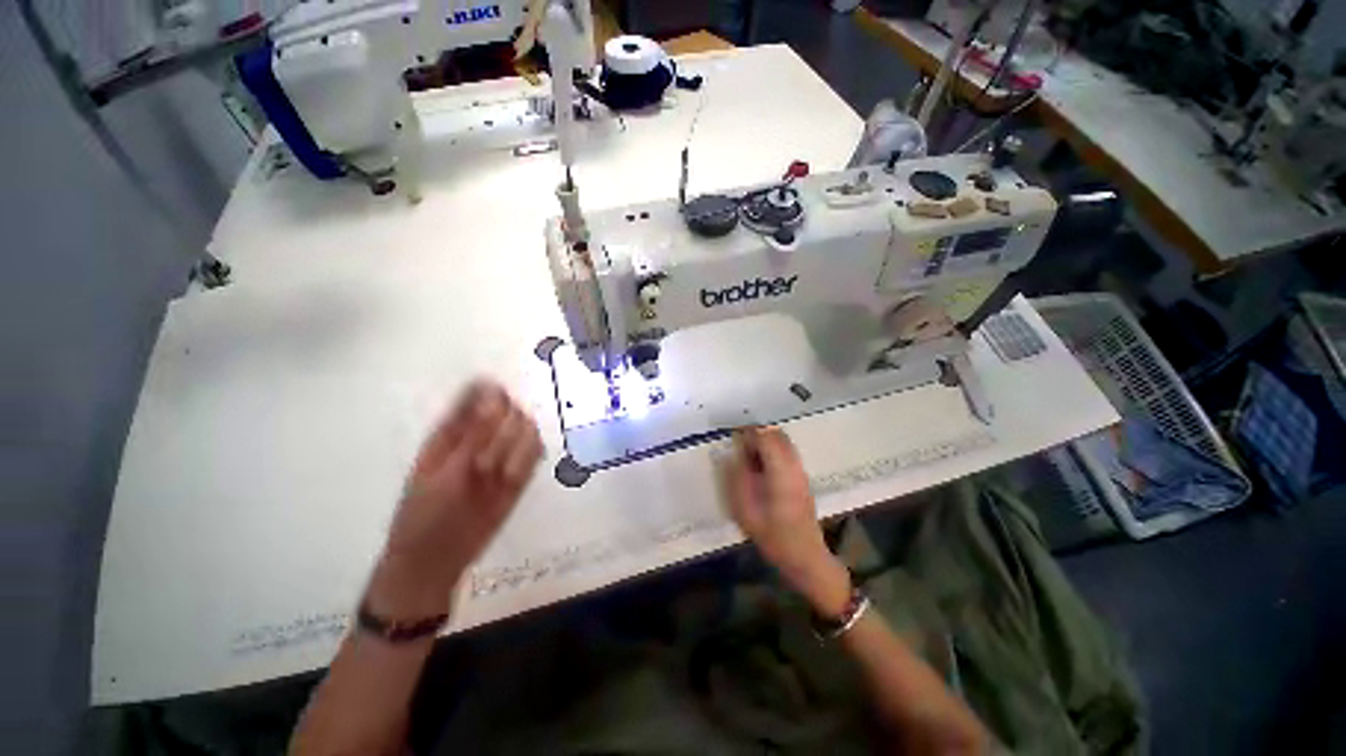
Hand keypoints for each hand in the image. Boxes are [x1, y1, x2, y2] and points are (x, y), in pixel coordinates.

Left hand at [368, 381, 543, 618]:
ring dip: (518, 449)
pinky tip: (513, 478)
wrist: (437, 559)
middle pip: (512, 409)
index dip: (495, 397)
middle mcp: (482, 434)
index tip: (493, 419)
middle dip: (504, 433)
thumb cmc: (426, 514)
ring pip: (529, 429)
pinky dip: (529, 460)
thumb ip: (473, 433)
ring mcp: (503, 453)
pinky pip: (536, 452)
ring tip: (500, 476)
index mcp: (453, 428)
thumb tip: (494, 389)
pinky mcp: (519, 471)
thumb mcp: (443, 472)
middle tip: (483, 465)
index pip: (483, 392)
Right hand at [724, 427, 850, 617]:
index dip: (748, 433)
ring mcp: (801, 471)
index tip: (733, 438)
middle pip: (777, 435)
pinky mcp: (802, 477)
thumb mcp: (745, 512)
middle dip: (757, 435)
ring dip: (765, 443)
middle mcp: (794, 466)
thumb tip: (731, 456)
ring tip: (748, 458)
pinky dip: (772, 451)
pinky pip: (787, 452)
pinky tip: (761, 468)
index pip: (766, 437)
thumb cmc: (774, 537)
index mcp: (781, 472)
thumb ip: (736, 479)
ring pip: (783, 442)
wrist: (806, 557)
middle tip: (740, 448)